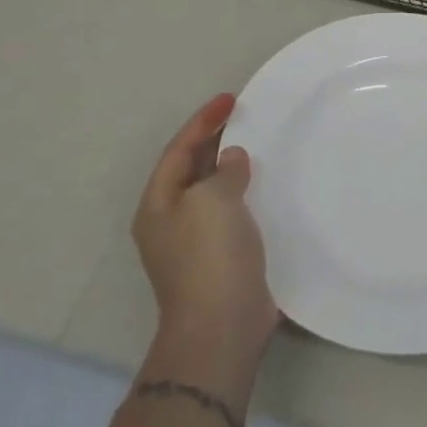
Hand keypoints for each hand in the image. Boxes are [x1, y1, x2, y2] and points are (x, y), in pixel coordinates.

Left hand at [134, 94, 278, 372]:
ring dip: (232, 165)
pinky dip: (246, 191)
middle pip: (192, 167)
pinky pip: (232, 211)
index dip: (203, 121)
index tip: (230, 98)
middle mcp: (171, 220)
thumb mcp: (213, 200)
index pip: (179, 149)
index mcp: (159, 204)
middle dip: (215, 139)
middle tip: (245, 114)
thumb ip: (223, 171)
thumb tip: (232, 159)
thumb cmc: (210, 256)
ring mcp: (195, 242)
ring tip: (258, 142)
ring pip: (213, 189)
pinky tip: (267, 185)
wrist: (222, 327)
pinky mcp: (222, 258)